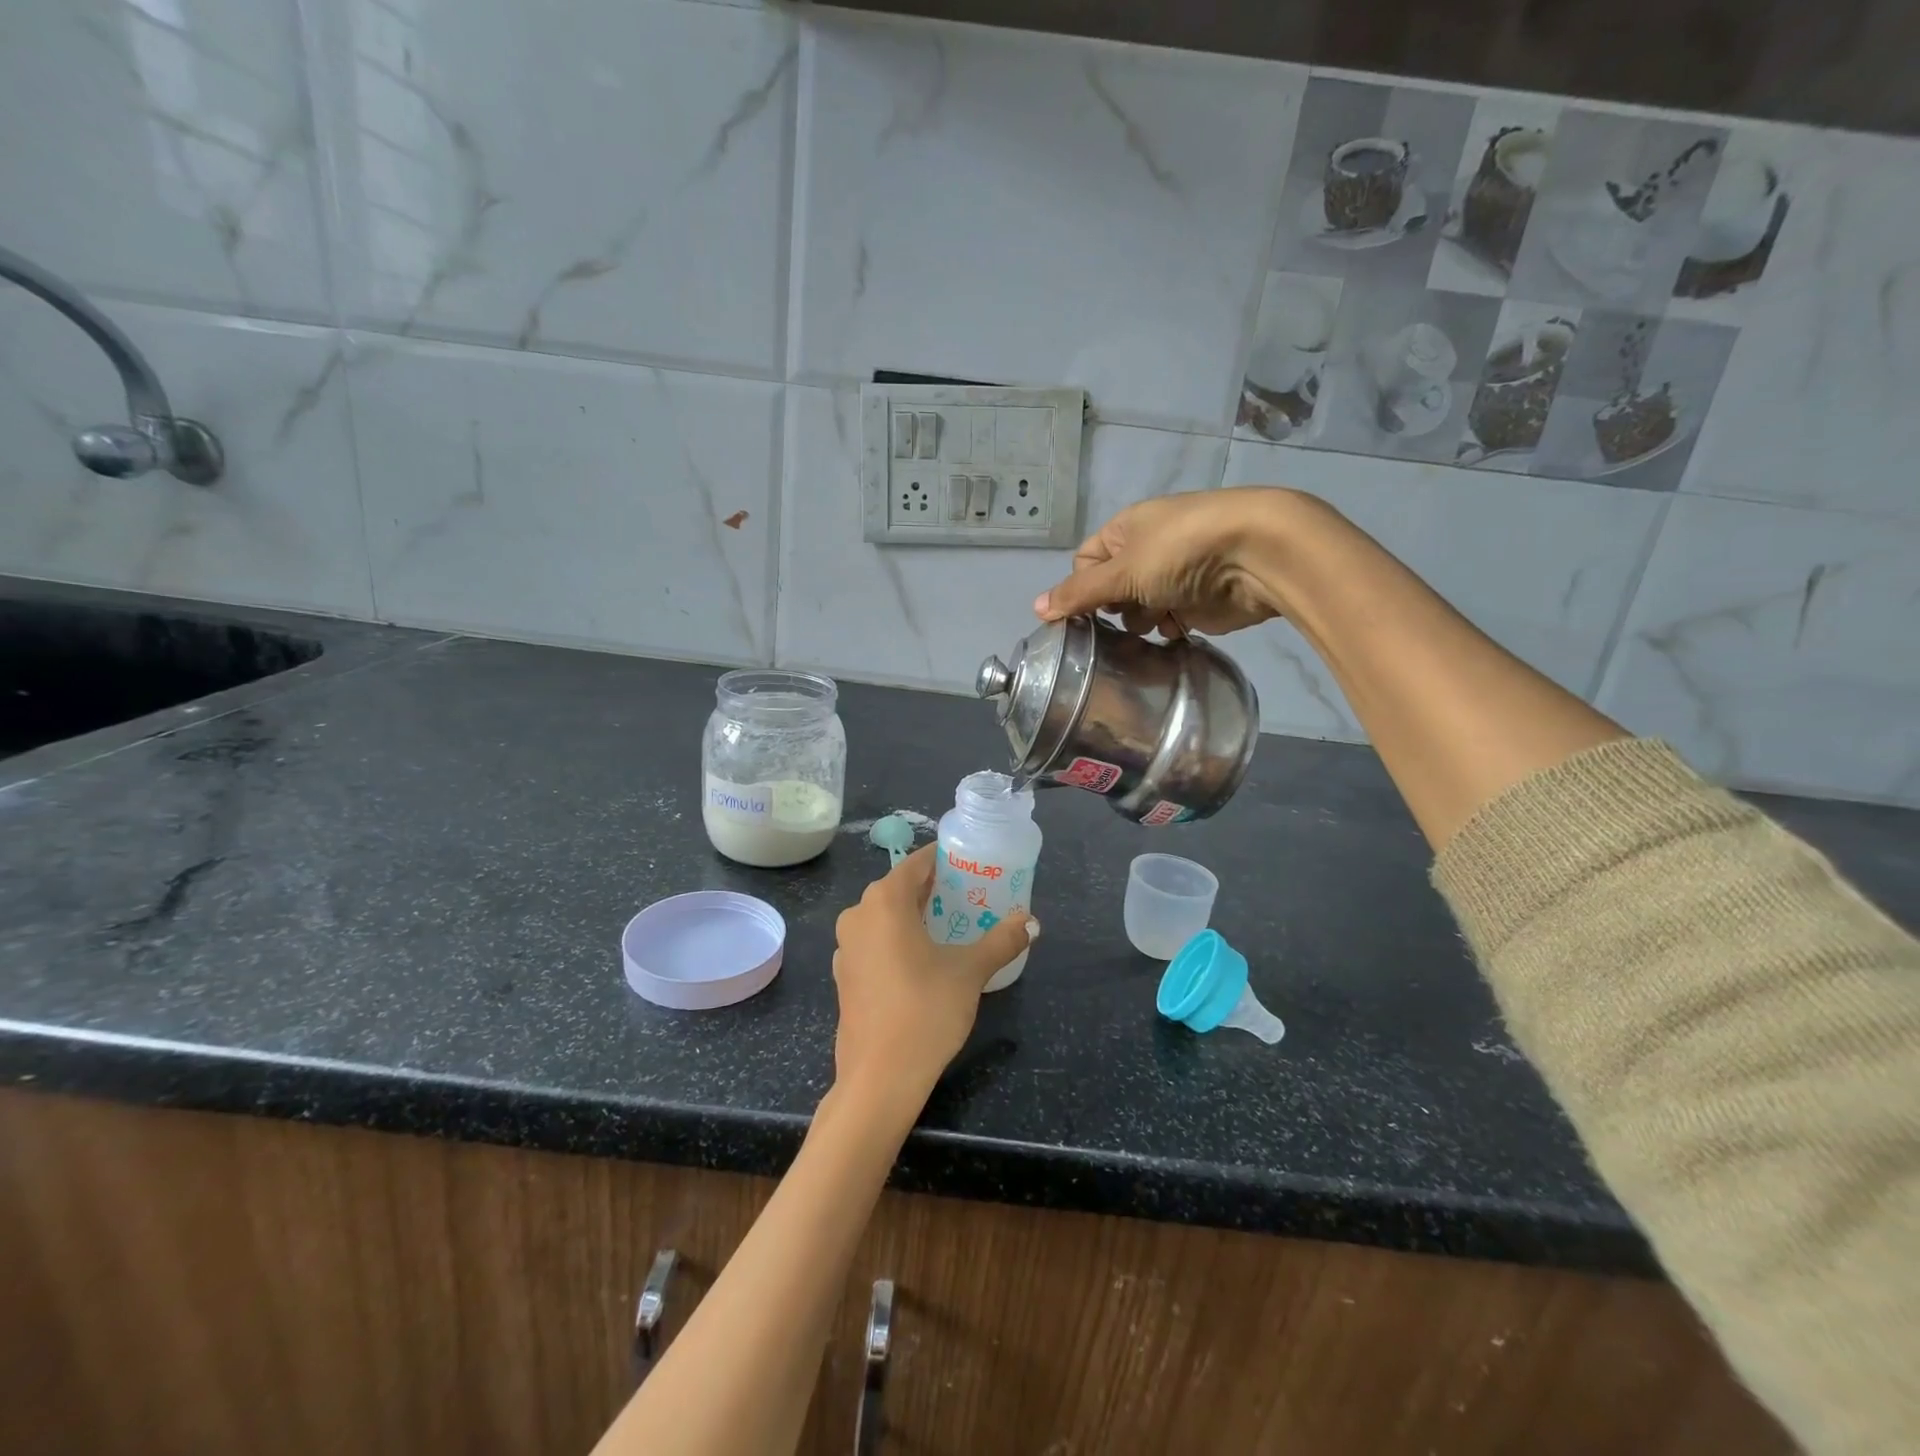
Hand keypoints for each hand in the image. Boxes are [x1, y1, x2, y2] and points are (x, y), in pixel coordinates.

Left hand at [831, 844, 1036, 1100]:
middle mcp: (858, 915)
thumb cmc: (925, 1010)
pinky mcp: (843, 975)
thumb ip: (1002, 940)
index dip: (943, 860)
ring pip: (884, 916)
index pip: (916, 863)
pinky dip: (896, 941)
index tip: (969, 863)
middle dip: (932, 889)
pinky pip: (874, 942)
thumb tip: (1031, 921)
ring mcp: (845, 947)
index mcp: (884, 902)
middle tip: (967, 896)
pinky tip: (922, 960)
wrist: (879, 1077)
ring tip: (949, 926)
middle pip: (899, 888)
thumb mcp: (970, 972)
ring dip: (913, 916)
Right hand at [1034, 486, 1323, 636]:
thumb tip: (1037, 608)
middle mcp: (1147, 550)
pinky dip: (1167, 629)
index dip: (1080, 588)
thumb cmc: (1181, 552)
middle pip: (1112, 589)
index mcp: (1125, 530)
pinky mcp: (1197, 600)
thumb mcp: (1122, 571)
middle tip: (1117, 623)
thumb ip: (1079, 593)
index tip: (1083, 615)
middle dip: (1111, 610)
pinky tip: (1173, 633)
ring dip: (1140, 621)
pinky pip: (1168, 620)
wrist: (1256, 556)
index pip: (1085, 562)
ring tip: (1149, 626)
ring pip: (1139, 608)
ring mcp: (1174, 576)